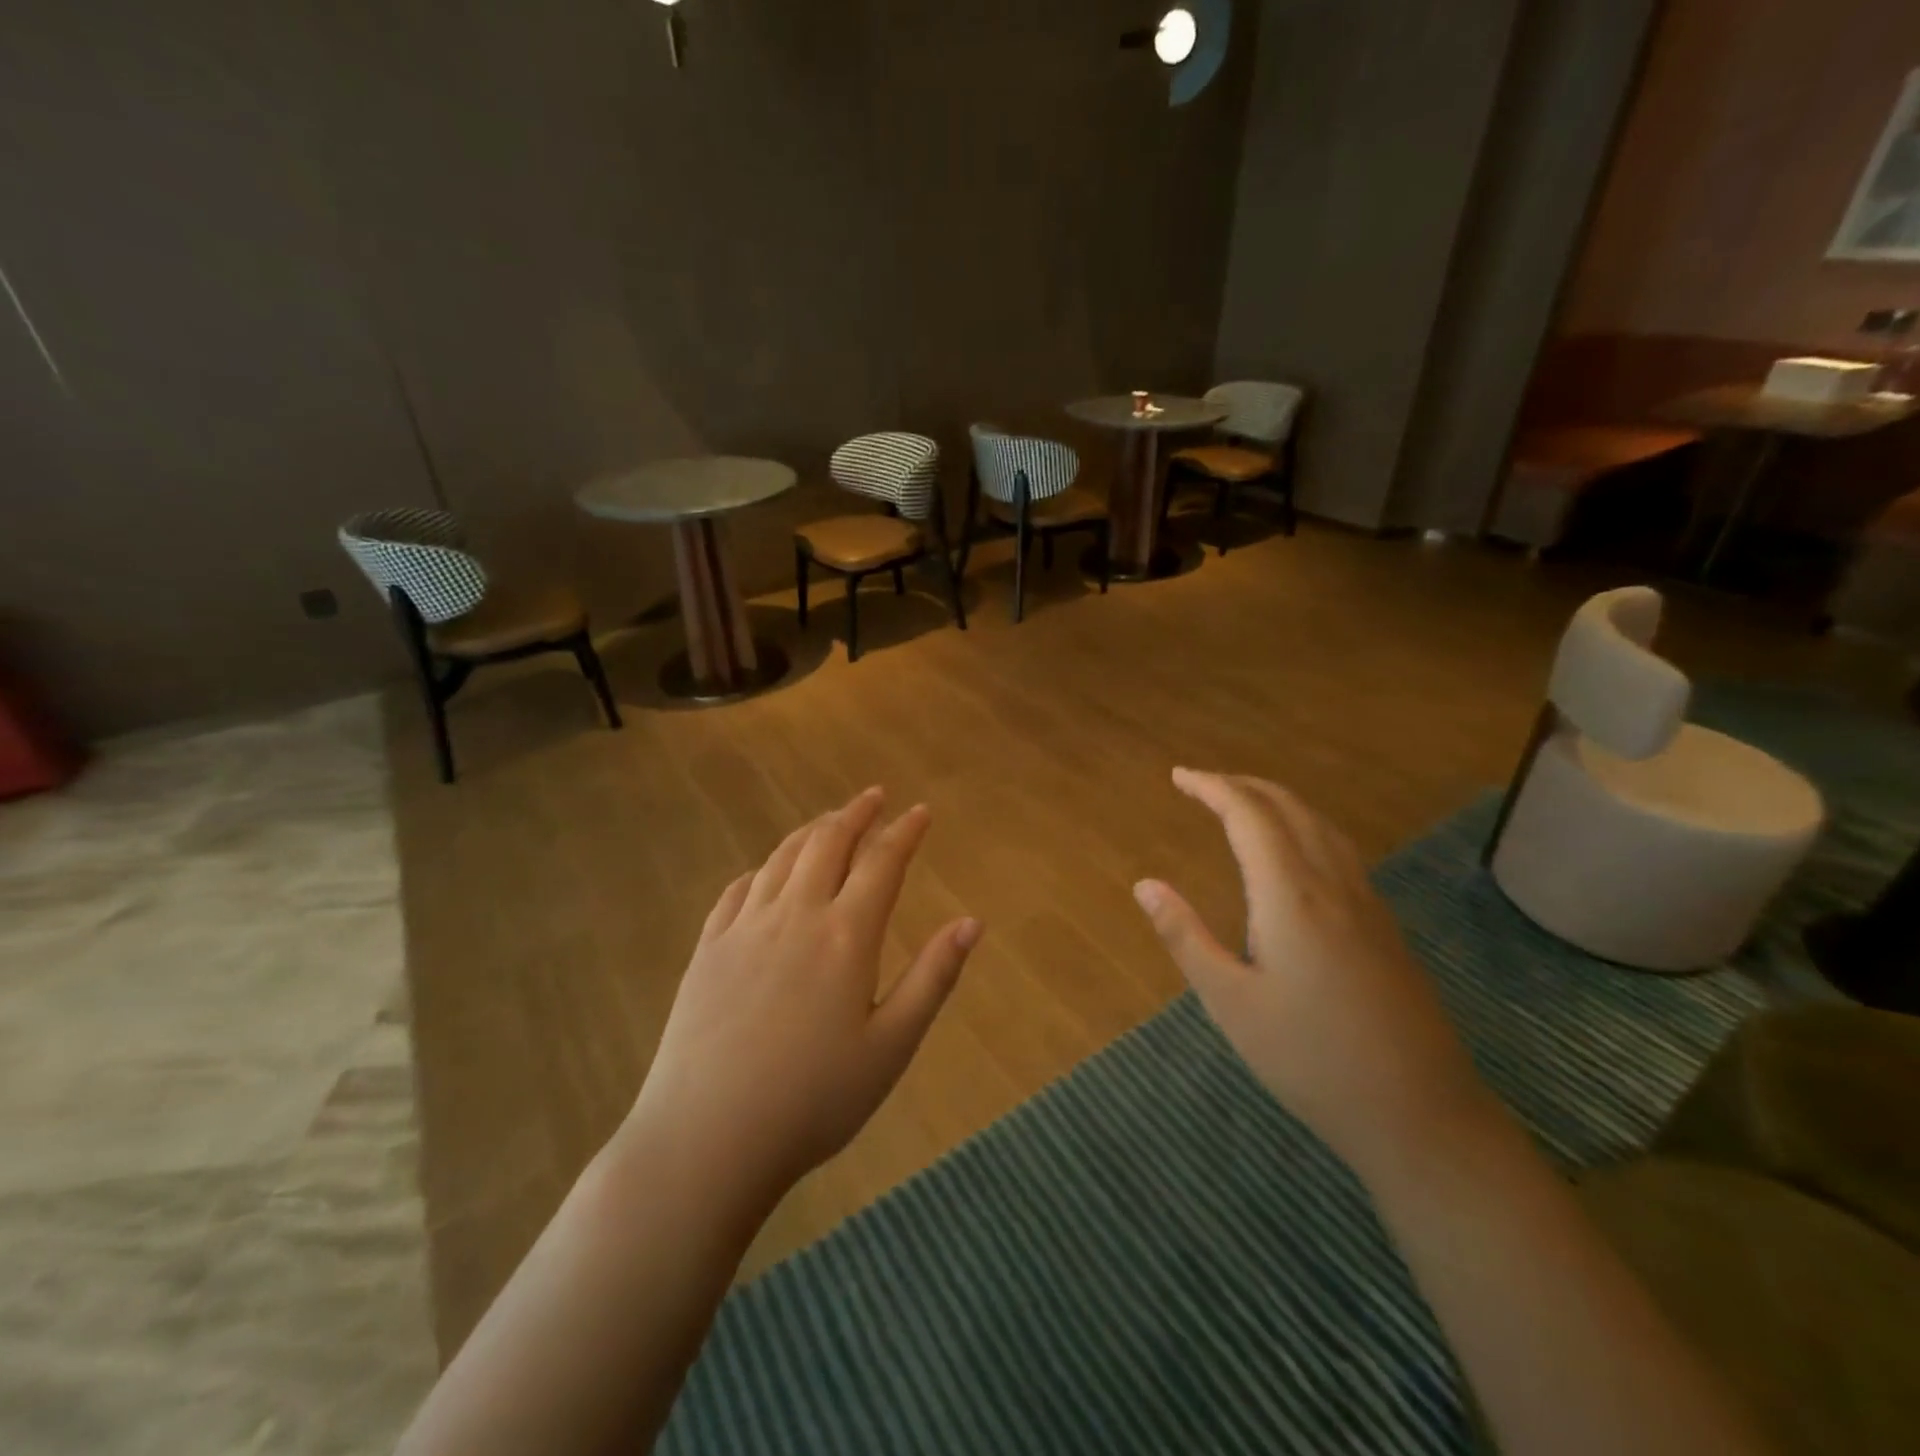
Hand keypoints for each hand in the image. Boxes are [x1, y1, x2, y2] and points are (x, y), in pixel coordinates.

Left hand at [631, 787, 980, 1211]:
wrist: (707, 1138)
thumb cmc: (813, 1100)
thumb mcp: (891, 1046)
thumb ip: (933, 978)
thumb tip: (972, 922)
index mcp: (845, 935)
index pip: (882, 863)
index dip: (905, 832)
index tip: (921, 811)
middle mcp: (795, 914)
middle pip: (828, 843)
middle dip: (856, 813)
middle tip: (874, 796)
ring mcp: (744, 927)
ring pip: (783, 857)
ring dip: (812, 831)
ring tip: (831, 821)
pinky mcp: (709, 947)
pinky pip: (739, 888)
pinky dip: (764, 867)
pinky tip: (769, 872)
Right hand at [1134, 769, 1488, 1172]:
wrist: (1421, 1113)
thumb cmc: (1311, 1059)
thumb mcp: (1231, 1003)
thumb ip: (1185, 937)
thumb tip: (1144, 884)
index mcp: (1290, 895)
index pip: (1249, 815)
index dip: (1212, 787)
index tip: (1179, 776)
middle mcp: (1332, 884)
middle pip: (1288, 807)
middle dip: (1242, 785)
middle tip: (1201, 783)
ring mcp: (1366, 902)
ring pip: (1319, 824)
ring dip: (1276, 800)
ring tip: (1240, 802)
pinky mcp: (1383, 924)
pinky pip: (1338, 848)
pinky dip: (1303, 824)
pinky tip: (1293, 850)